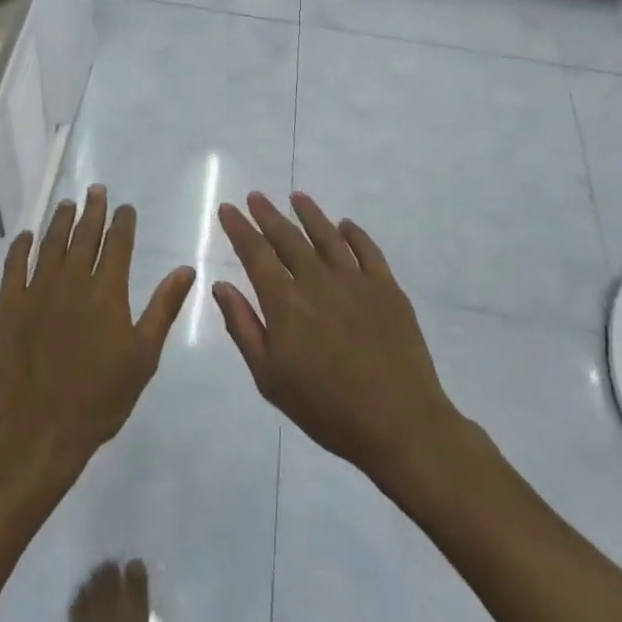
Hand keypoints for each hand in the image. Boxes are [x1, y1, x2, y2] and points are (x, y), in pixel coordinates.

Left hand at [0, 186, 195, 479]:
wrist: (40, 427)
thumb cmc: (100, 397)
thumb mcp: (143, 356)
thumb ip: (163, 308)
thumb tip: (186, 269)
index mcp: (107, 292)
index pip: (118, 245)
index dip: (122, 222)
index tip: (124, 207)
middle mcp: (72, 281)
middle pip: (84, 236)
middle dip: (93, 211)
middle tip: (96, 190)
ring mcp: (37, 290)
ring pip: (51, 244)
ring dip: (60, 221)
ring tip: (67, 204)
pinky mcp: (9, 305)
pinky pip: (15, 266)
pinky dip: (21, 247)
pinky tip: (26, 236)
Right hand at [215, 192, 469, 483]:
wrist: (400, 424)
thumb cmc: (326, 409)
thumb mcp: (270, 378)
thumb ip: (243, 327)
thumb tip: (221, 286)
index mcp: (285, 302)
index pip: (255, 254)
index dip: (239, 229)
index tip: (228, 208)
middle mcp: (317, 281)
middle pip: (288, 237)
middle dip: (268, 214)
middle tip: (255, 196)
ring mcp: (356, 281)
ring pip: (327, 235)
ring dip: (310, 214)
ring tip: (297, 197)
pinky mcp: (387, 289)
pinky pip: (368, 250)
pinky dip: (354, 234)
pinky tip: (345, 225)